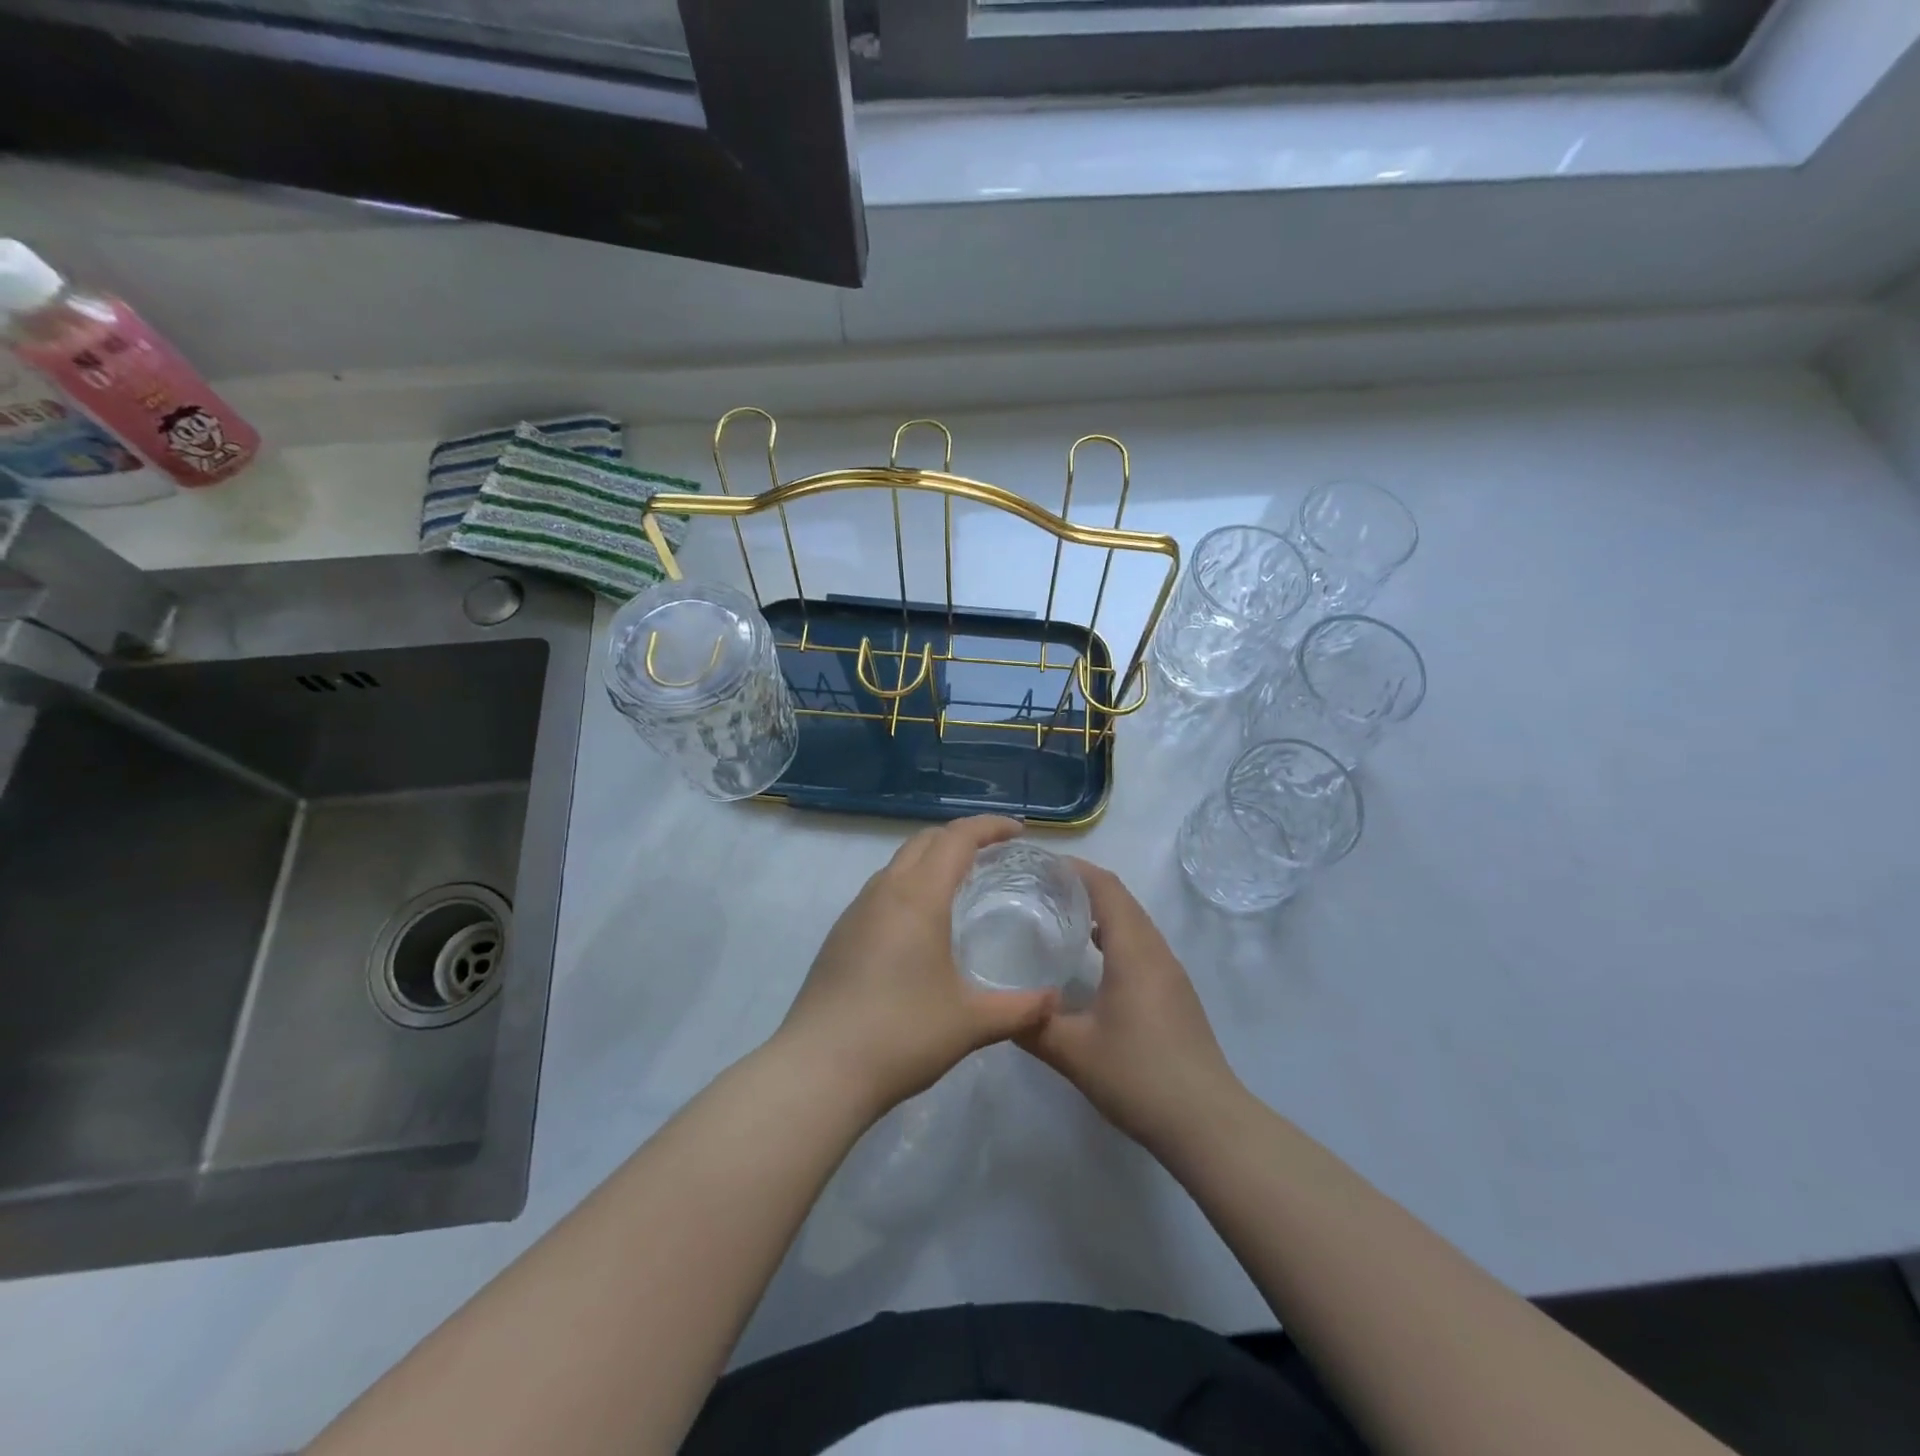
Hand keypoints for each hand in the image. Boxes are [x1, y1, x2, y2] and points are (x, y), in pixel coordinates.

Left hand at [777, 816, 1058, 1116]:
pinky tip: (921, 925)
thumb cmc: (901, 1035)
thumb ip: (1020, 1009)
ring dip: (932, 859)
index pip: (957, 838)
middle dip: (961, 836)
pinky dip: (910, 885)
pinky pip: (881, 890)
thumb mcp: (970, 1023)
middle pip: (925, 840)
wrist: (818, 1069)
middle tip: (994, 854)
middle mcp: (884, 891)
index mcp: (918, 897)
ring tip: (960, 884)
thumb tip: (1053, 1002)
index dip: (989, 826)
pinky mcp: (839, 935)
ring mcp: (856, 911)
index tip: (1018, 831)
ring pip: (898, 863)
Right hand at [1020, 859, 1241, 1153]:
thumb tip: (996, 1008)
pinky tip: (1092, 961)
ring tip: (1060, 917)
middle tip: (1039, 890)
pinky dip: (1114, 936)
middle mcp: (1156, 951)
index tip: (1039, 865)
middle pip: (1121, 900)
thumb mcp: (1073, 1052)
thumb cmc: (1139, 1076)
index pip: (1106, 887)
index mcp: (1134, 951)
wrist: (1207, 1123)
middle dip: (1083, 886)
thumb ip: (1032, 1024)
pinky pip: (1142, 946)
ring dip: (1101, 911)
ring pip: (1134, 923)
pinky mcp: (1176, 994)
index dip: (1075, 869)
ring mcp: (1171, 973)